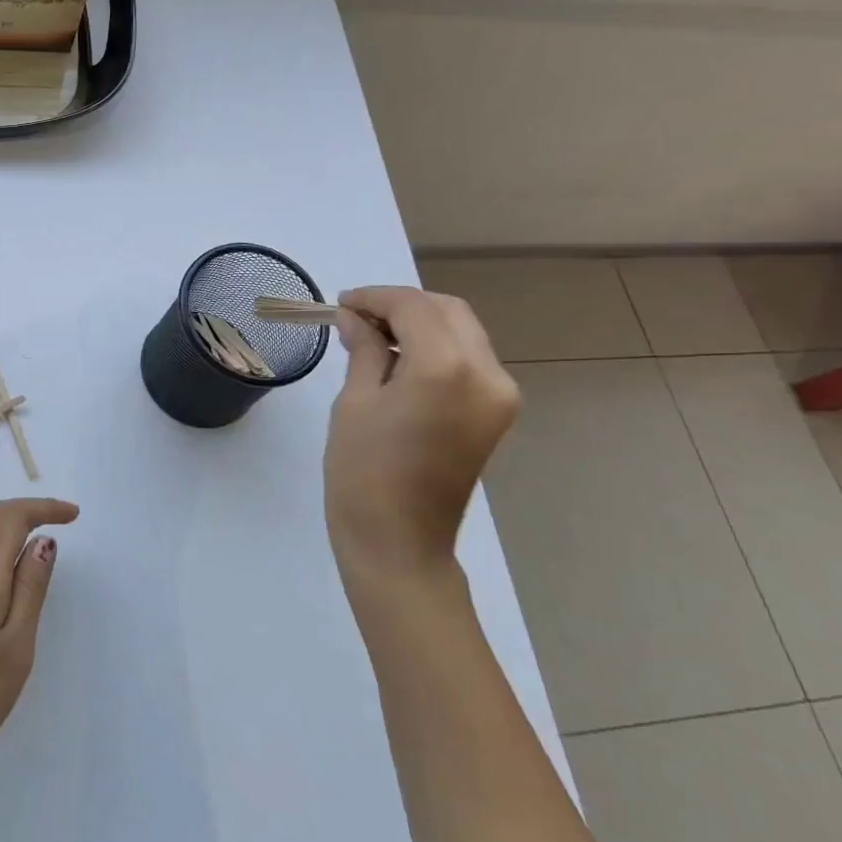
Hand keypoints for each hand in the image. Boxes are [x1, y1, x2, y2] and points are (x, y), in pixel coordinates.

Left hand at [0, 496, 79, 799]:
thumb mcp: (17, 644)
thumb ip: (30, 587)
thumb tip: (43, 540)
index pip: (9, 516)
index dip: (43, 507)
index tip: (73, 515)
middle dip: (24, 509)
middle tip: (60, 520)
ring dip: (5, 526)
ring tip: (37, 543)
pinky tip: (5, 573)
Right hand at [323, 286, 518, 583]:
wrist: (399, 543)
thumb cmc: (362, 473)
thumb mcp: (354, 403)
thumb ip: (365, 350)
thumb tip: (355, 318)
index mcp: (446, 368)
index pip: (414, 307)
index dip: (375, 298)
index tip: (341, 304)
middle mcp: (486, 374)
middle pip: (448, 311)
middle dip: (402, 305)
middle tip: (357, 317)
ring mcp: (500, 395)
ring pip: (463, 332)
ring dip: (421, 324)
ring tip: (375, 338)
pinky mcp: (497, 413)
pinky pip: (469, 360)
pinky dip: (437, 348)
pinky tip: (401, 362)